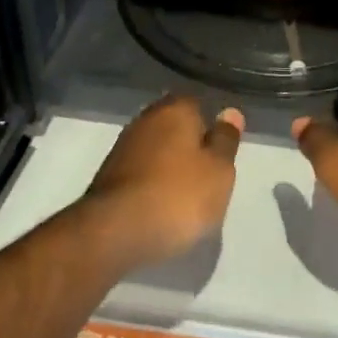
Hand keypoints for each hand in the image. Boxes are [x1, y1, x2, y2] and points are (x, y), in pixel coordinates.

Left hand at [83, 95, 242, 266]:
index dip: (211, 127)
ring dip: (168, 166)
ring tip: (184, 196)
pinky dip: (150, 184)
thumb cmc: (178, 195)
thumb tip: (231, 112)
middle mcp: (146, 119)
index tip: (220, 153)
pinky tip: (159, 206)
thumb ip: (226, 140)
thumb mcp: (219, 171)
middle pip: (174, 127)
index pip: (199, 104)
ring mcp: (122, 147)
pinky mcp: (107, 177)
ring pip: (155, 150)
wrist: (113, 232)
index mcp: (176, 109)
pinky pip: (139, 173)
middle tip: (205, 176)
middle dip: (188, 146)